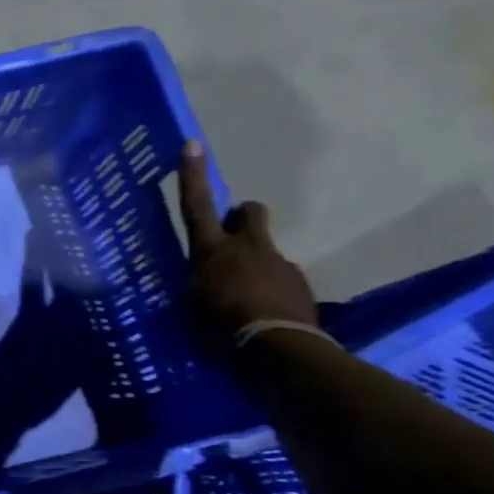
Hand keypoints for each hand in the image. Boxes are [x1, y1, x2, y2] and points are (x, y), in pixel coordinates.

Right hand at [178, 140, 317, 342]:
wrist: (275, 349)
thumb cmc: (219, 326)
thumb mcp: (192, 304)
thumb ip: (199, 283)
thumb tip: (201, 279)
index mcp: (213, 250)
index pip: (197, 206)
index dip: (193, 176)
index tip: (193, 144)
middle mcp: (248, 248)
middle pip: (249, 213)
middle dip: (241, 217)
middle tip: (232, 239)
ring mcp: (279, 263)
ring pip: (265, 251)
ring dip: (255, 265)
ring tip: (245, 298)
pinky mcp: (300, 285)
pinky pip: (280, 279)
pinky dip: (271, 290)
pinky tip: (264, 315)